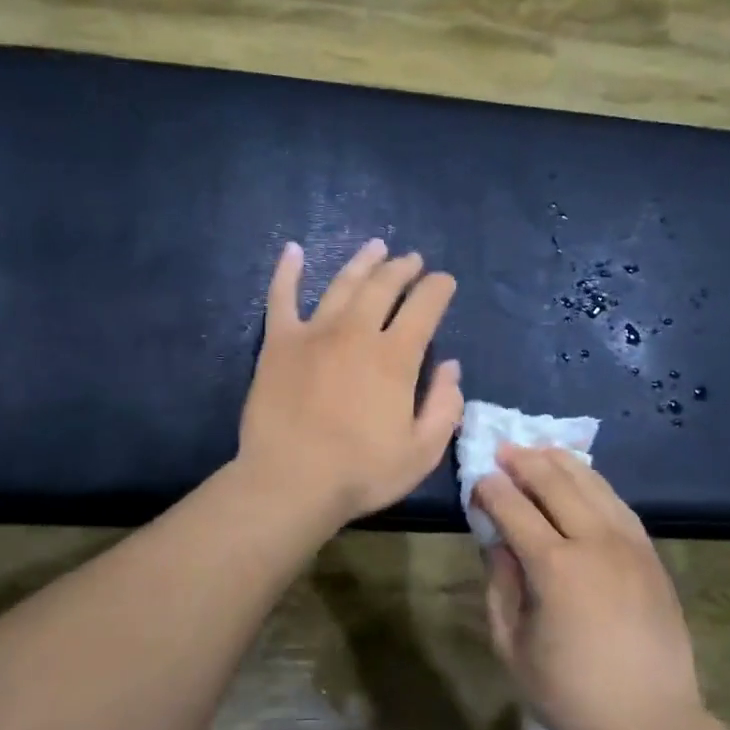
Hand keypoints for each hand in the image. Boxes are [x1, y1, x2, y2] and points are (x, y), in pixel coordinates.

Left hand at [239, 238, 463, 526]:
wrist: (289, 482)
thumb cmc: (361, 473)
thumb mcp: (422, 452)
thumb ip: (444, 406)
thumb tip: (451, 367)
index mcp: (395, 356)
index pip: (425, 306)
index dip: (438, 288)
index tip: (444, 282)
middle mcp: (356, 332)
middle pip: (384, 285)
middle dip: (403, 268)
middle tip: (412, 260)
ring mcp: (313, 332)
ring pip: (342, 284)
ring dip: (363, 262)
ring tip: (376, 247)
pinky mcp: (278, 343)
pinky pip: (281, 297)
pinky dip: (287, 271)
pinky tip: (292, 250)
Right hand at [475, 447, 703, 729]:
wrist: (650, 723)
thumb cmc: (570, 693)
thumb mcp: (512, 645)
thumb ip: (500, 584)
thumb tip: (496, 540)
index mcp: (555, 567)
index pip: (514, 508)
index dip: (490, 489)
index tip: (476, 480)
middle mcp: (595, 542)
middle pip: (555, 482)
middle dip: (524, 461)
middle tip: (503, 451)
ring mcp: (629, 544)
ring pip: (592, 483)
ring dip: (560, 462)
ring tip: (538, 452)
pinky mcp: (650, 554)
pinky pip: (618, 503)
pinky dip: (594, 482)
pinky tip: (581, 479)